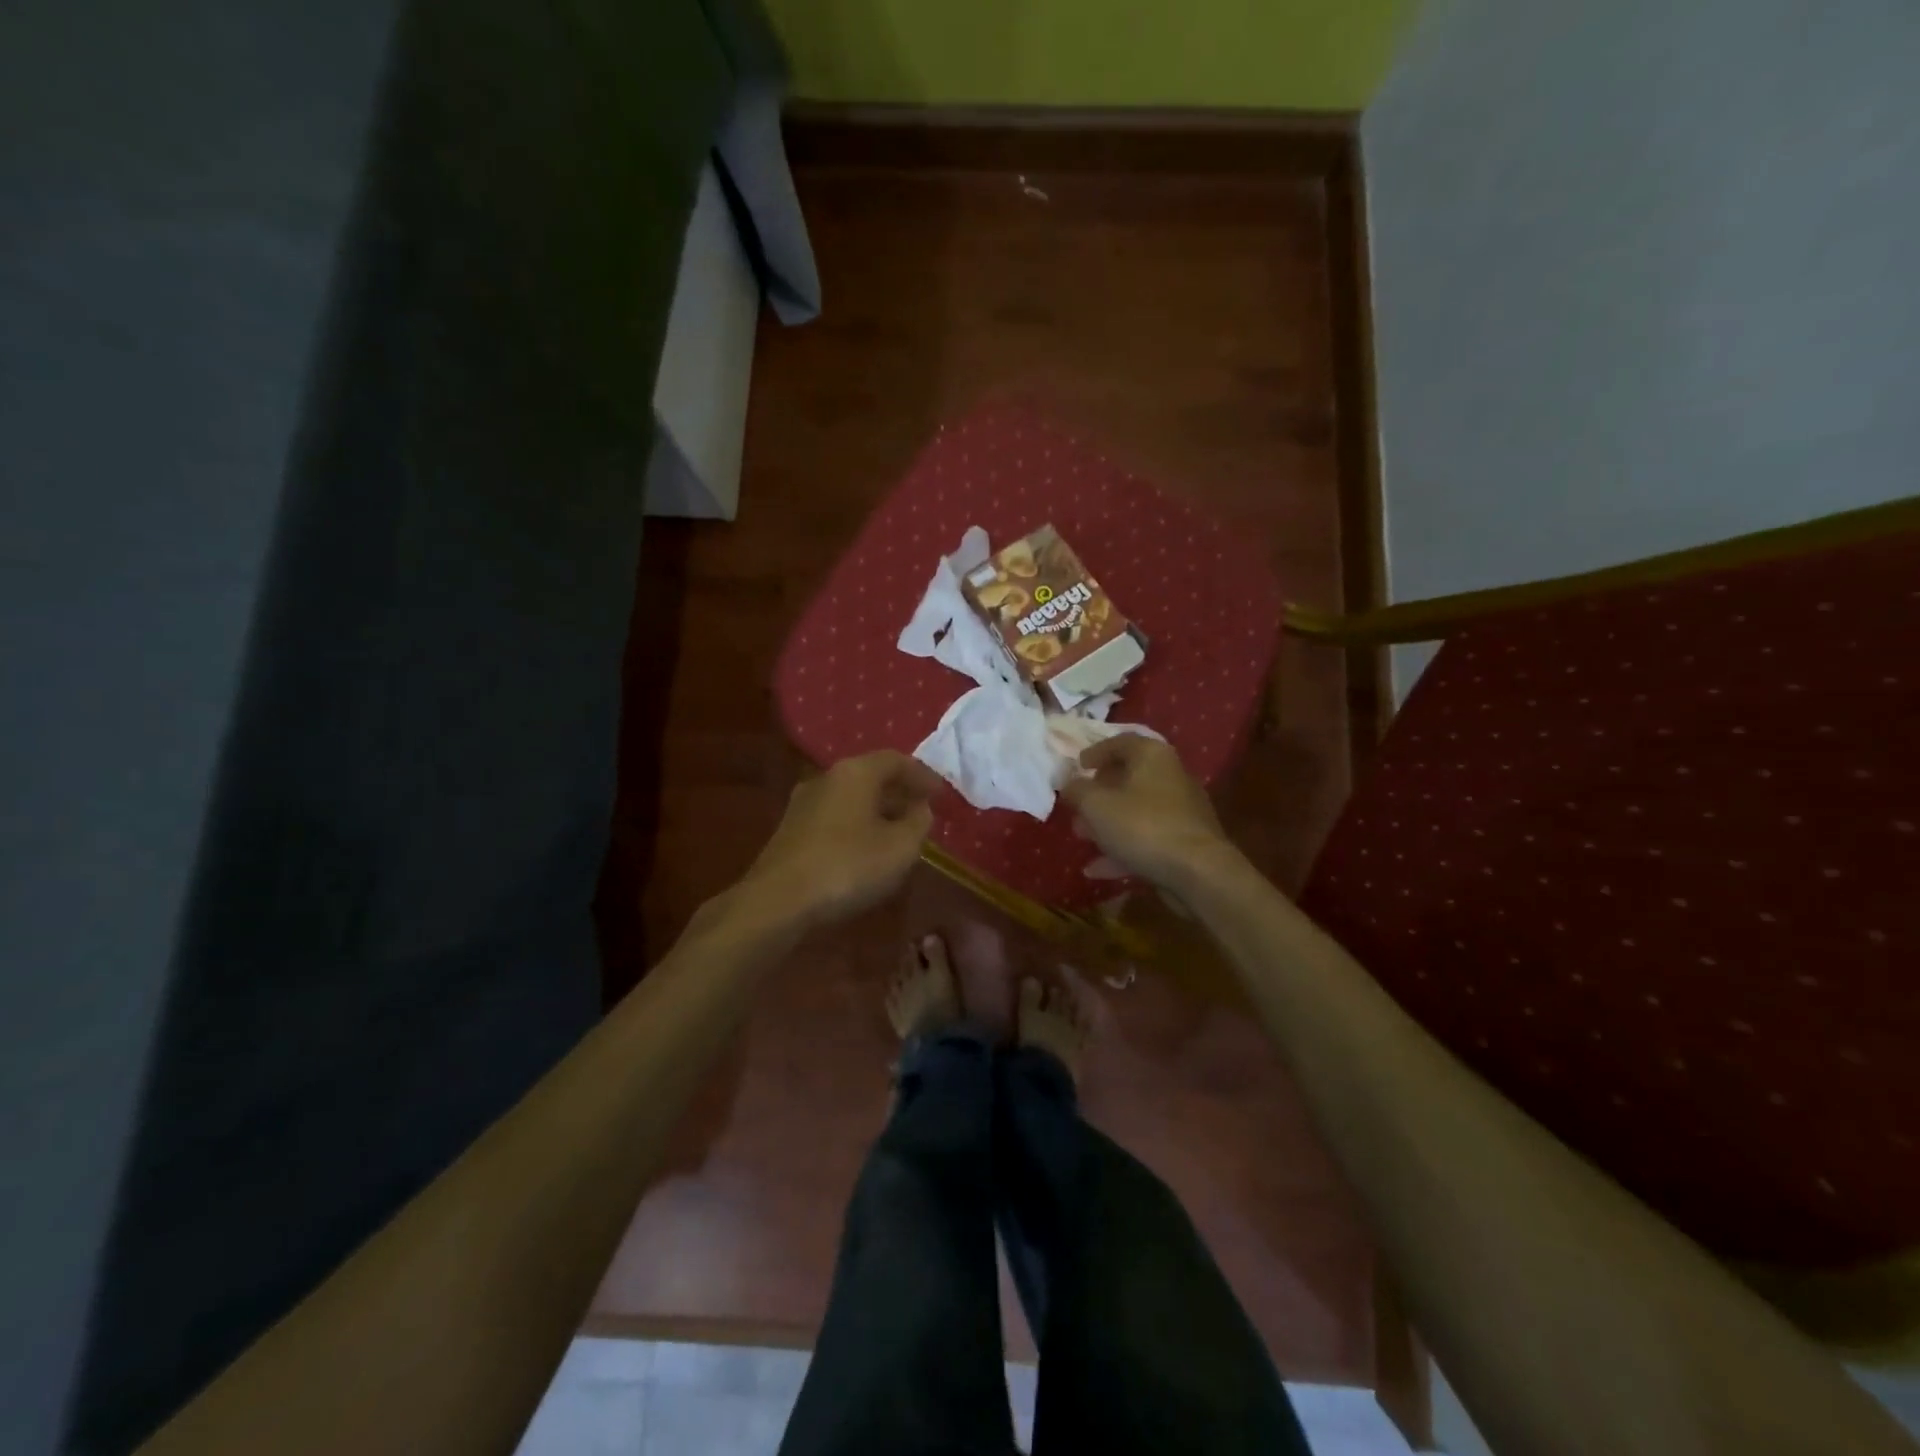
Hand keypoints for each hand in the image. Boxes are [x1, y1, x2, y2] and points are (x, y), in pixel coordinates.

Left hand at [740, 752, 944, 931]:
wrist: (778, 901)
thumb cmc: (848, 866)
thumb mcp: (901, 847)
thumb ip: (918, 822)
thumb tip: (920, 808)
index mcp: (856, 772)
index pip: (896, 760)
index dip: (922, 775)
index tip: (941, 793)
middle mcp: (827, 778)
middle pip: (871, 776)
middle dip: (899, 791)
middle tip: (922, 810)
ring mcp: (804, 803)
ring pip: (851, 797)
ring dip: (878, 810)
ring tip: (898, 832)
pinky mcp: (791, 830)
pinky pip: (835, 816)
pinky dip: (857, 824)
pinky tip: (867, 849)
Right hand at [1061, 735, 1237, 891]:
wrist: (1197, 871)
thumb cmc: (1142, 825)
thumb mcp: (1096, 805)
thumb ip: (1077, 790)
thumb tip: (1067, 782)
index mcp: (1152, 756)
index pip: (1120, 742)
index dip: (1095, 752)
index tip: (1077, 766)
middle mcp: (1170, 776)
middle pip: (1129, 777)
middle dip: (1098, 793)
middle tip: (1077, 807)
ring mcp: (1181, 810)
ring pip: (1136, 810)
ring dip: (1107, 823)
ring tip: (1081, 837)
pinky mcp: (1185, 840)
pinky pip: (1147, 837)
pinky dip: (1123, 848)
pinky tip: (1097, 869)